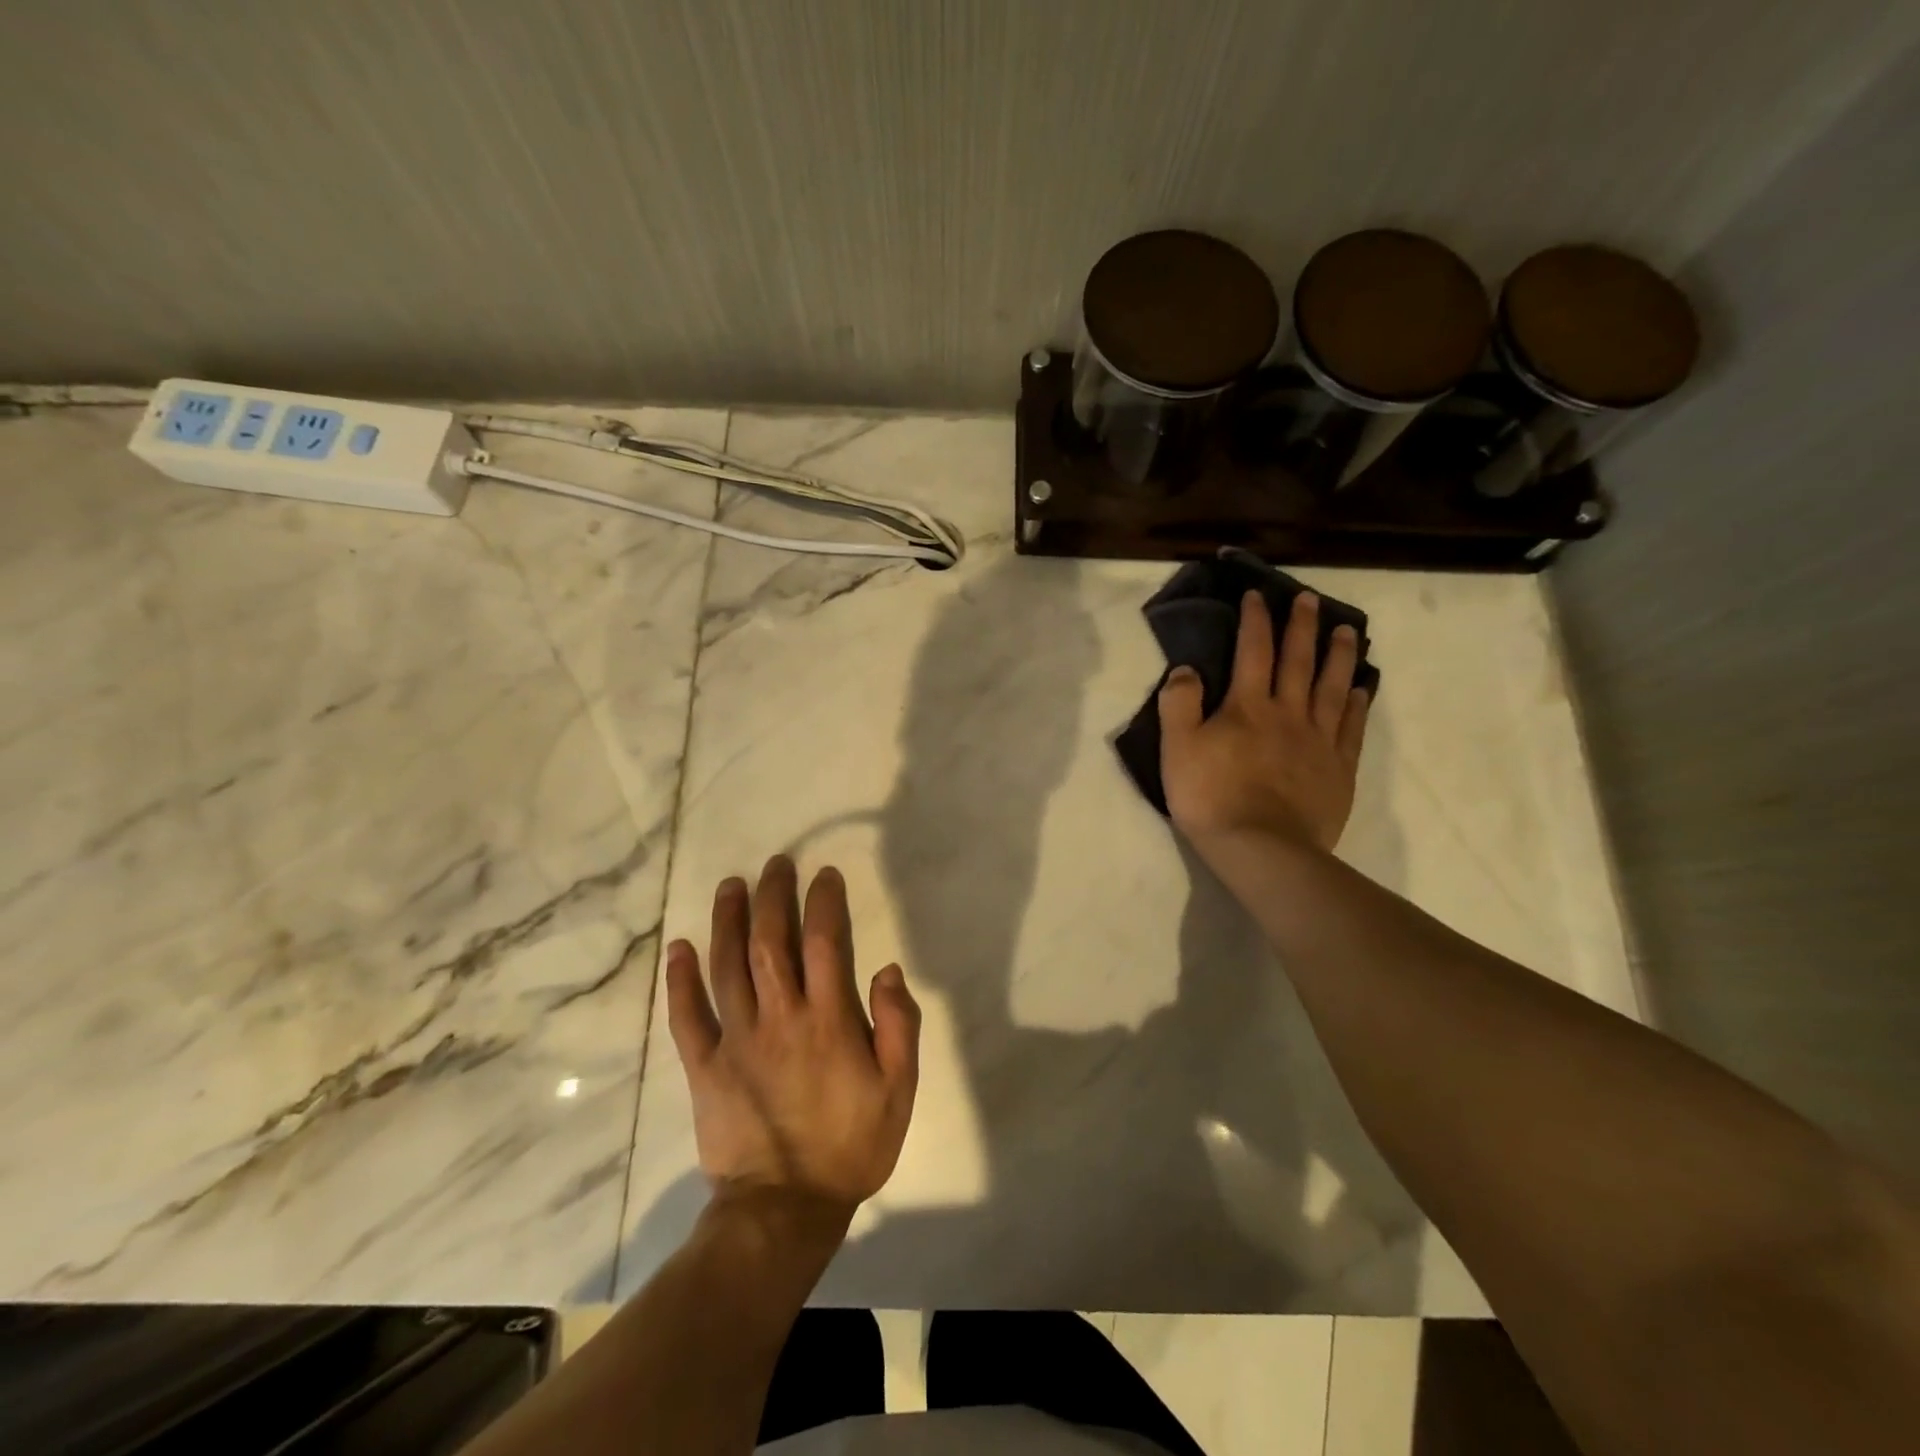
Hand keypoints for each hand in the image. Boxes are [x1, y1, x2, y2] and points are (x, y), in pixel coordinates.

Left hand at [665, 856, 920, 1220]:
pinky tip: (678, 948)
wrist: (785, 1209)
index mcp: (827, 1021)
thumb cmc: (850, 1146)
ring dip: (728, 921)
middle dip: (774, 896)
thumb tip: (887, 969)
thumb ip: (899, 1026)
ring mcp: (735, 1040)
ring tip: (731, 885)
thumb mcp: (899, 1090)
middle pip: (770, 942)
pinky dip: (680, 981)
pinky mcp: (705, 1067)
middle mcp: (778, 1018)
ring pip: (727, 967)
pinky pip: (687, 1017)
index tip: (824, 874)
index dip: (823, 902)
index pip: (824, 943)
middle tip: (776, 864)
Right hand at [1158, 591, 1371, 852]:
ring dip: (1340, 656)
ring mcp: (1318, 741)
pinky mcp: (1338, 769)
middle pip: (1298, 661)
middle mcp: (1288, 713)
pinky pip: (1352, 728)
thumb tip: (1186, 668)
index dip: (1255, 620)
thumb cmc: (1211, 797)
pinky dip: (1359, 704)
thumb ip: (1179, 704)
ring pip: (1333, 687)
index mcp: (1247, 706)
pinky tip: (1364, 689)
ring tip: (1348, 630)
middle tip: (1310, 599)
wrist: (1261, 848)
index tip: (1258, 595)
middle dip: (1302, 627)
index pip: (1252, 651)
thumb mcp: (1177, 748)